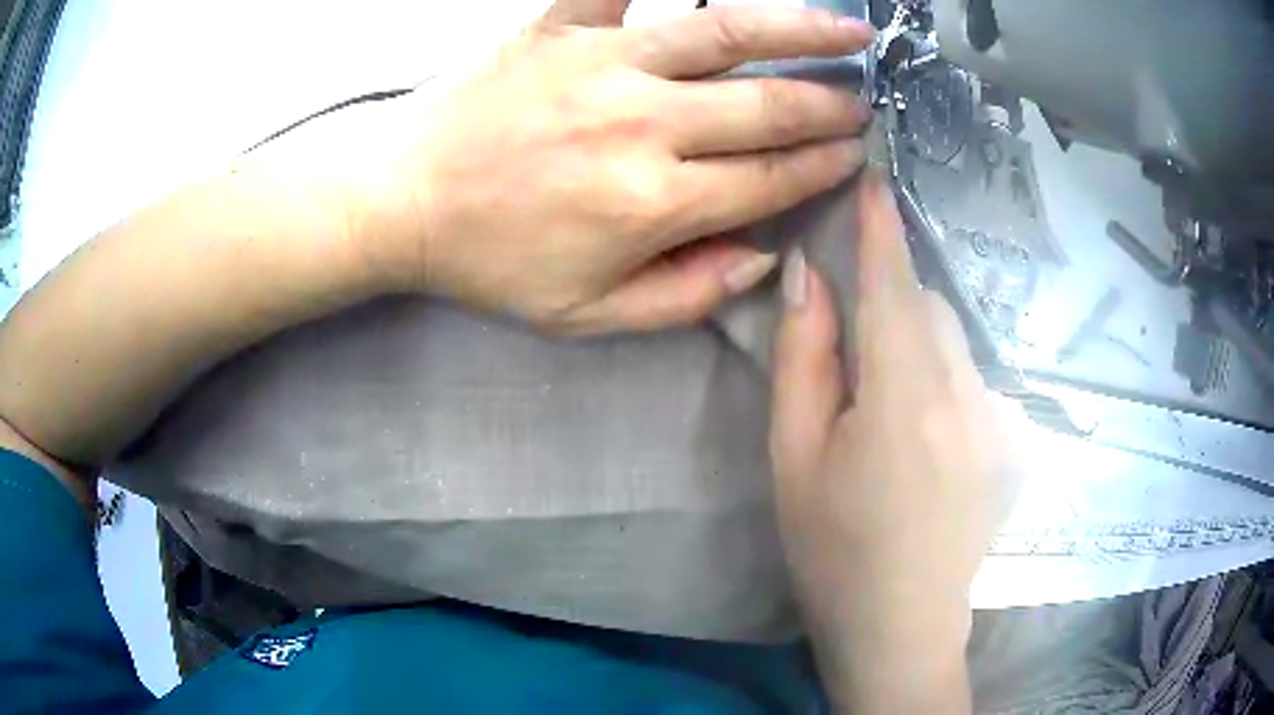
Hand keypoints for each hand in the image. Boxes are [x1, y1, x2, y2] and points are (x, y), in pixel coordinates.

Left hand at [356, 0, 872, 333]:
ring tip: (849, 31)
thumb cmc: (489, 262)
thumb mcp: (586, 314)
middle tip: (863, 100)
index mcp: (652, 203)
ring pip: (727, 33)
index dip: (824, 167)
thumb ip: (684, 295)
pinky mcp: (561, 27)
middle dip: (829, 105)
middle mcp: (643, 124)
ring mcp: (603, 64)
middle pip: (768, 106)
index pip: (771, 180)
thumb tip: (762, 258)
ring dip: (801, 29)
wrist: (402, 201)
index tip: (856, 154)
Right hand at [769, 173, 1023, 711]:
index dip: (881, 225)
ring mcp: (994, 417)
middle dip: (890, 292)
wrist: (902, 626)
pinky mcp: (1006, 441)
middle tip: (851, 325)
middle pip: (926, 307)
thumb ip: (805, 357)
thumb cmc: (833, 549)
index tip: (873, 176)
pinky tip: (916, 430)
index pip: (893, 282)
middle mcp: (964, 392)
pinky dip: (938, 371)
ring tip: (881, 391)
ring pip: (951, 340)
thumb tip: (810, 275)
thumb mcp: (794, 456)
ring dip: (914, 335)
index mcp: (904, 394)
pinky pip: (969, 376)